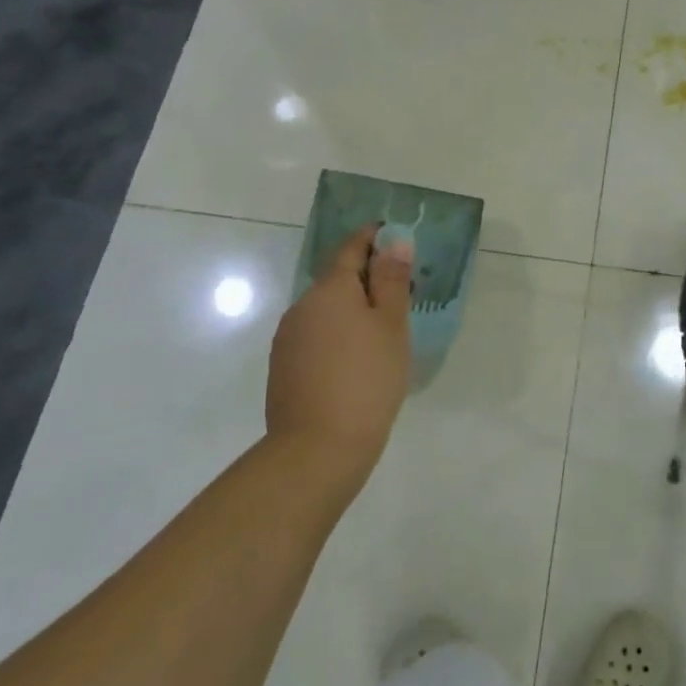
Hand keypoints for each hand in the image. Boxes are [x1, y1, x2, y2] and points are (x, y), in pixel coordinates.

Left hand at [266, 224, 412, 487]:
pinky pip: (316, 336)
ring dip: (351, 309)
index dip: (372, 238)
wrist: (317, 448)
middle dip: (366, 278)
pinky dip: (337, 335)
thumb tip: (393, 240)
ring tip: (382, 331)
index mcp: (331, 289)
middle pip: (336, 279)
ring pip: (325, 310)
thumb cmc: (367, 378)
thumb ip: (392, 280)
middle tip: (401, 292)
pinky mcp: (284, 367)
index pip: (350, 248)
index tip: (393, 236)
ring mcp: (288, 338)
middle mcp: (302, 306)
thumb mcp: (392, 325)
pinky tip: (356, 360)